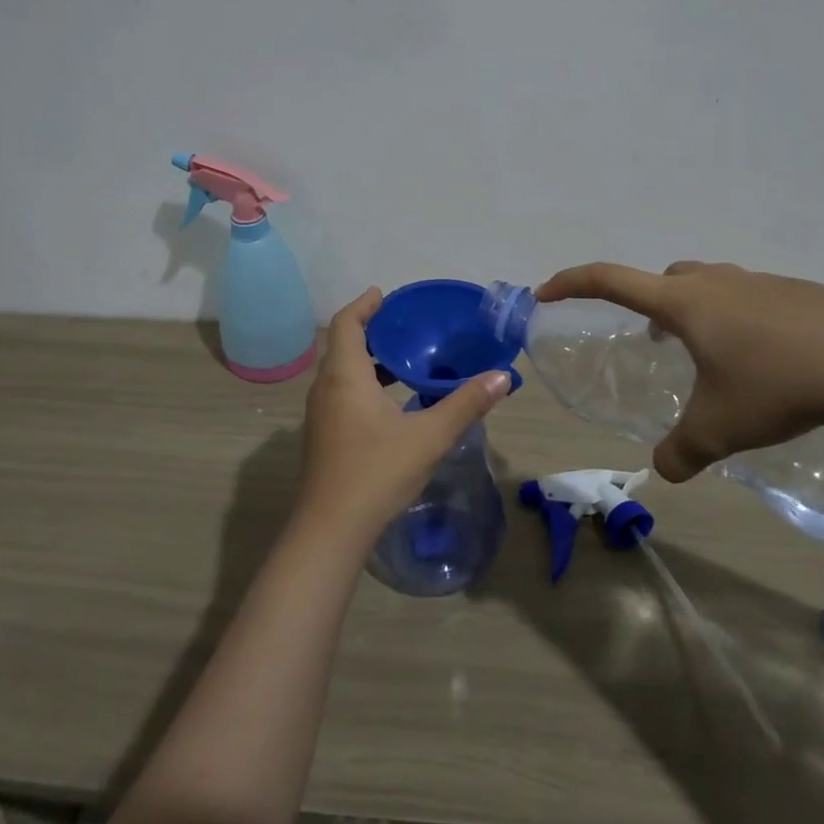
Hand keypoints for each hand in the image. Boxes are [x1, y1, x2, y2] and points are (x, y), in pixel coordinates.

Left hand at [296, 288, 511, 549]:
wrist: (331, 529)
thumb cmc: (377, 472)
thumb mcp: (429, 436)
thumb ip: (466, 404)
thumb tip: (502, 377)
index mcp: (345, 376)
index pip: (345, 323)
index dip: (363, 305)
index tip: (384, 295)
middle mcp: (326, 388)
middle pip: (343, 346)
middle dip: (371, 331)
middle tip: (405, 326)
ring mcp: (320, 414)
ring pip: (342, 373)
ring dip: (369, 361)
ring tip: (405, 361)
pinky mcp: (323, 436)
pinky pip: (342, 394)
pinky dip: (364, 385)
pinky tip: (393, 403)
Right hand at [536, 261, 823, 482]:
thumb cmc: (777, 388)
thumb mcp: (719, 429)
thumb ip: (682, 451)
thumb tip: (663, 472)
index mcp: (684, 304)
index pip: (610, 280)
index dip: (572, 283)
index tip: (546, 292)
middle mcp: (716, 283)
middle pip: (664, 279)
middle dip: (648, 303)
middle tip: (654, 340)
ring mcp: (761, 283)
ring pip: (710, 286)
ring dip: (696, 311)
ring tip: (710, 355)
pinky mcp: (799, 294)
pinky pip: (751, 299)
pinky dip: (740, 320)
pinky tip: (765, 360)